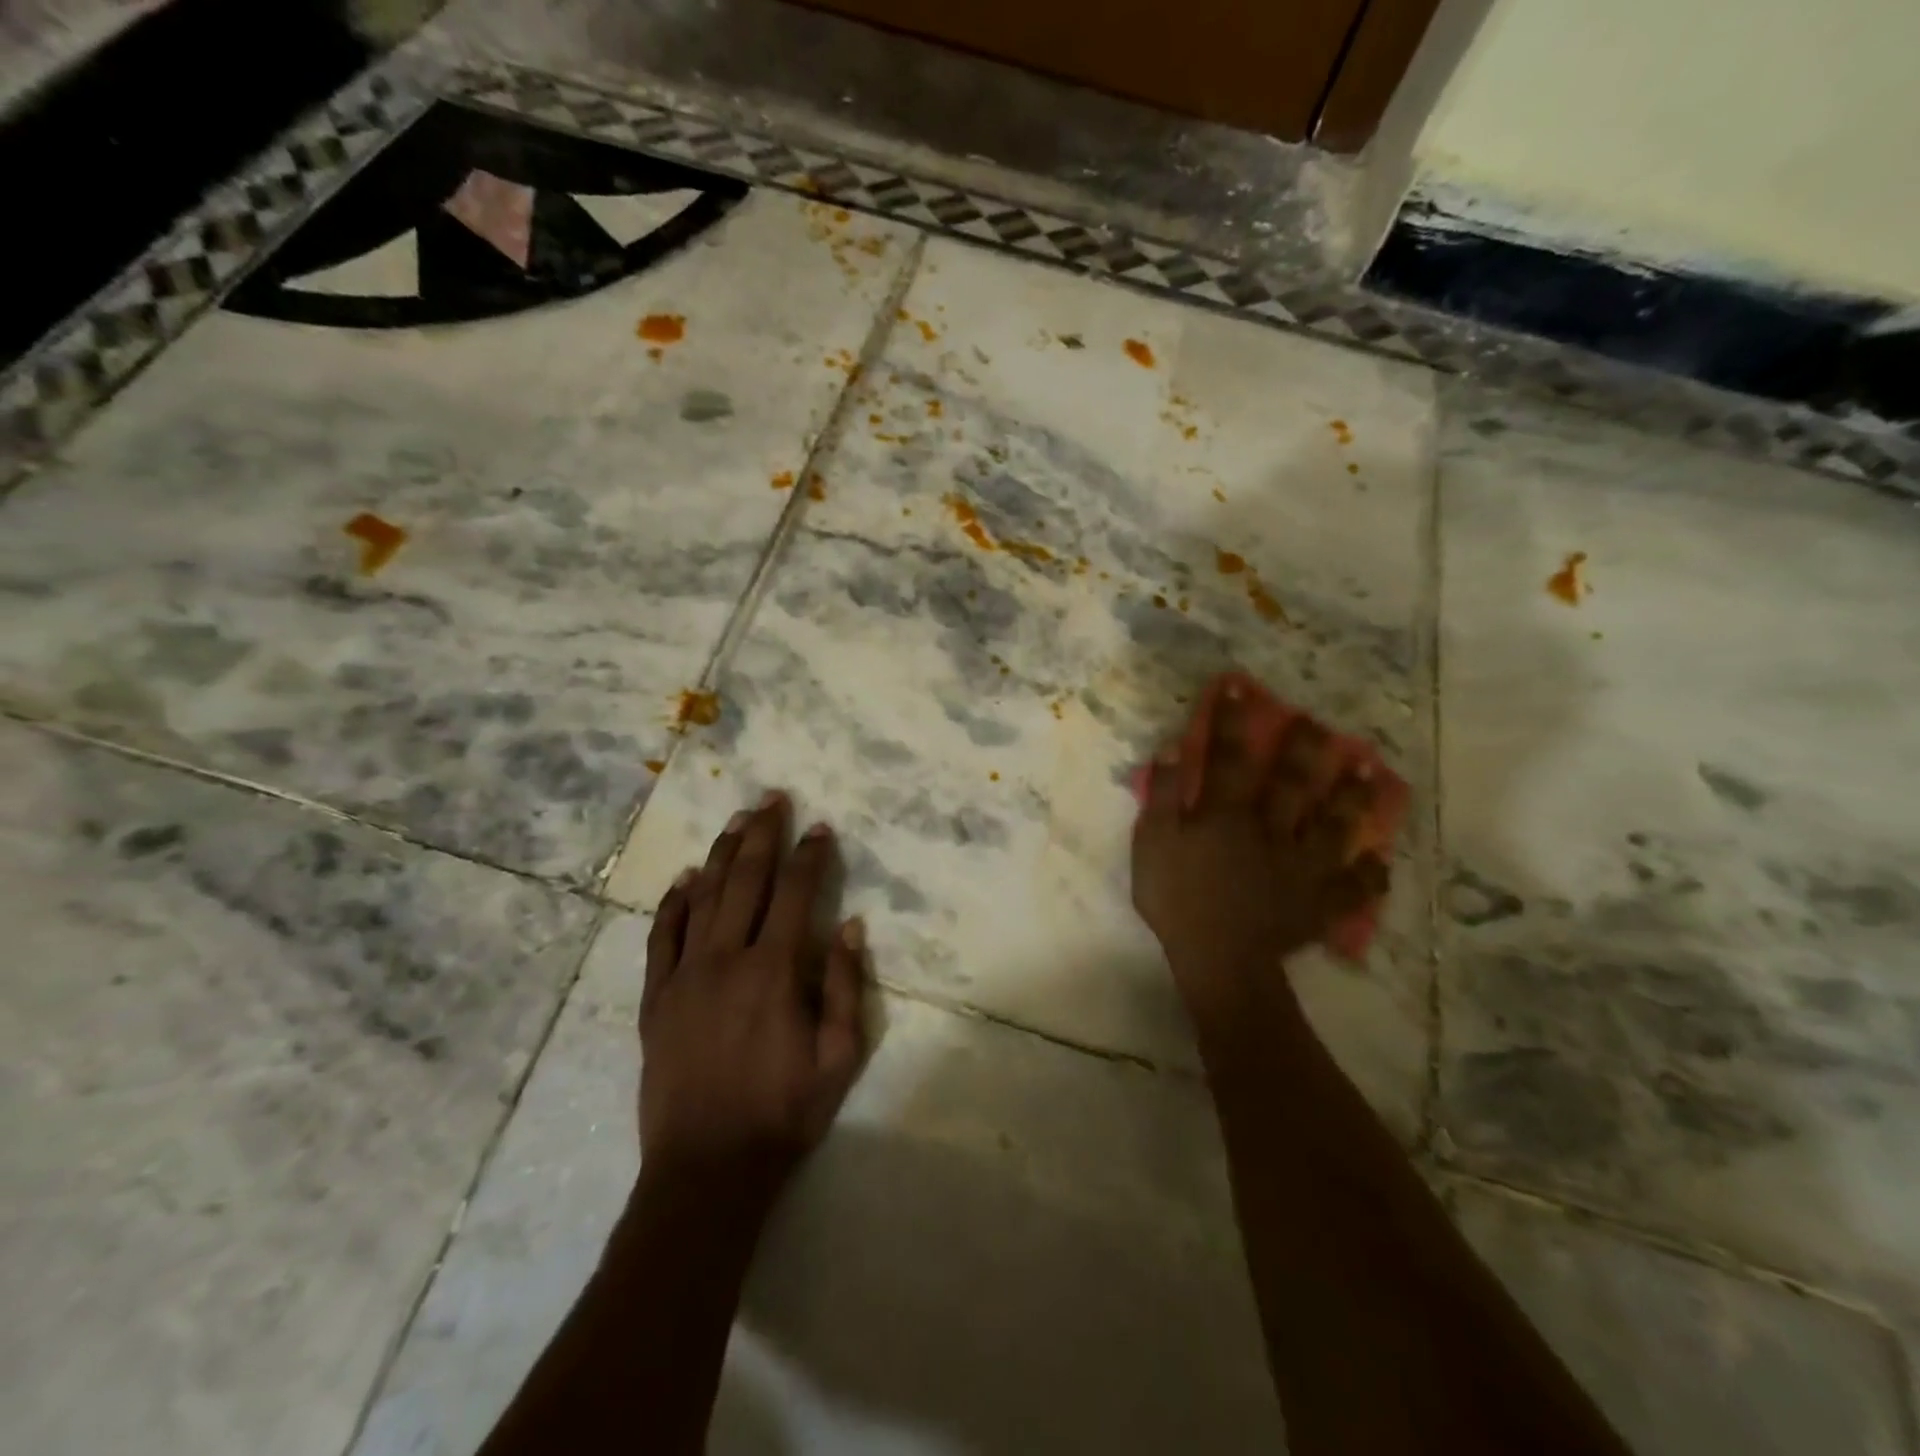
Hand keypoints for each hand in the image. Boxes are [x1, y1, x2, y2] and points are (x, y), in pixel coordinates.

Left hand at [639, 792, 868, 1206]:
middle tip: (771, 799)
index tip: (820, 828)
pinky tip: (683, 879)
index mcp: (774, 971)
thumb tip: (849, 925)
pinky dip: (672, 904)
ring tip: (735, 821)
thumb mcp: (839, 1056)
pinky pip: (661, 938)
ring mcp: (683, 976)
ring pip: (702, 898)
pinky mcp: (655, 999)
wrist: (706, 1169)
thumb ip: (844, 986)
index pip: (795, 894)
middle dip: (762, 835)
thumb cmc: (783, 1113)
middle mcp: (726, 959)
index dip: (810, 857)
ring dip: (720, 855)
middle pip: (745, 881)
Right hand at [1131, 678, 1389, 1030]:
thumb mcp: (1152, 844)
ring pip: (1334, 825)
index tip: (1239, 687)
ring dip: (1351, 798)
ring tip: (1369, 771)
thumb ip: (1164, 796)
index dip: (1231, 721)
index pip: (1227, 757)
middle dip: (1305, 748)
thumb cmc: (1177, 899)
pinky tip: (1380, 862)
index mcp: (1227, 815)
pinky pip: (1352, 887)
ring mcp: (1302, 866)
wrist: (1217, 959)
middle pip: (1292, 782)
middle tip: (1321, 722)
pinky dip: (1369, 875)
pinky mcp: (1319, 902)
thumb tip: (1173, 749)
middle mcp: (1271, 830)